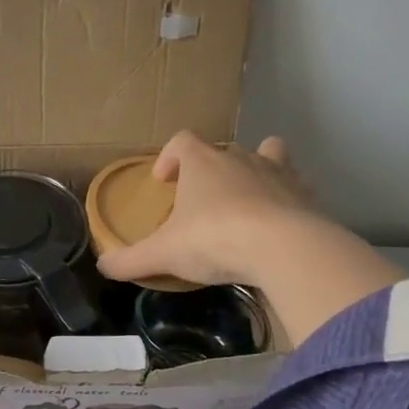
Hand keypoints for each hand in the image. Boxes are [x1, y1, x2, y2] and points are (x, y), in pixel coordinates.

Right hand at [94, 131, 315, 287]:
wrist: (284, 247)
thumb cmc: (214, 239)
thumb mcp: (163, 254)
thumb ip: (131, 260)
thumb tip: (103, 266)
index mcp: (202, 163)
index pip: (182, 142)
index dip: (170, 157)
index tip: (163, 180)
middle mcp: (240, 157)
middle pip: (223, 149)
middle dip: (212, 169)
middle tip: (202, 199)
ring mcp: (277, 173)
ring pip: (269, 154)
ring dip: (256, 171)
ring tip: (247, 199)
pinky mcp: (306, 195)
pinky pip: (296, 187)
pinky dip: (287, 199)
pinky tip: (279, 223)